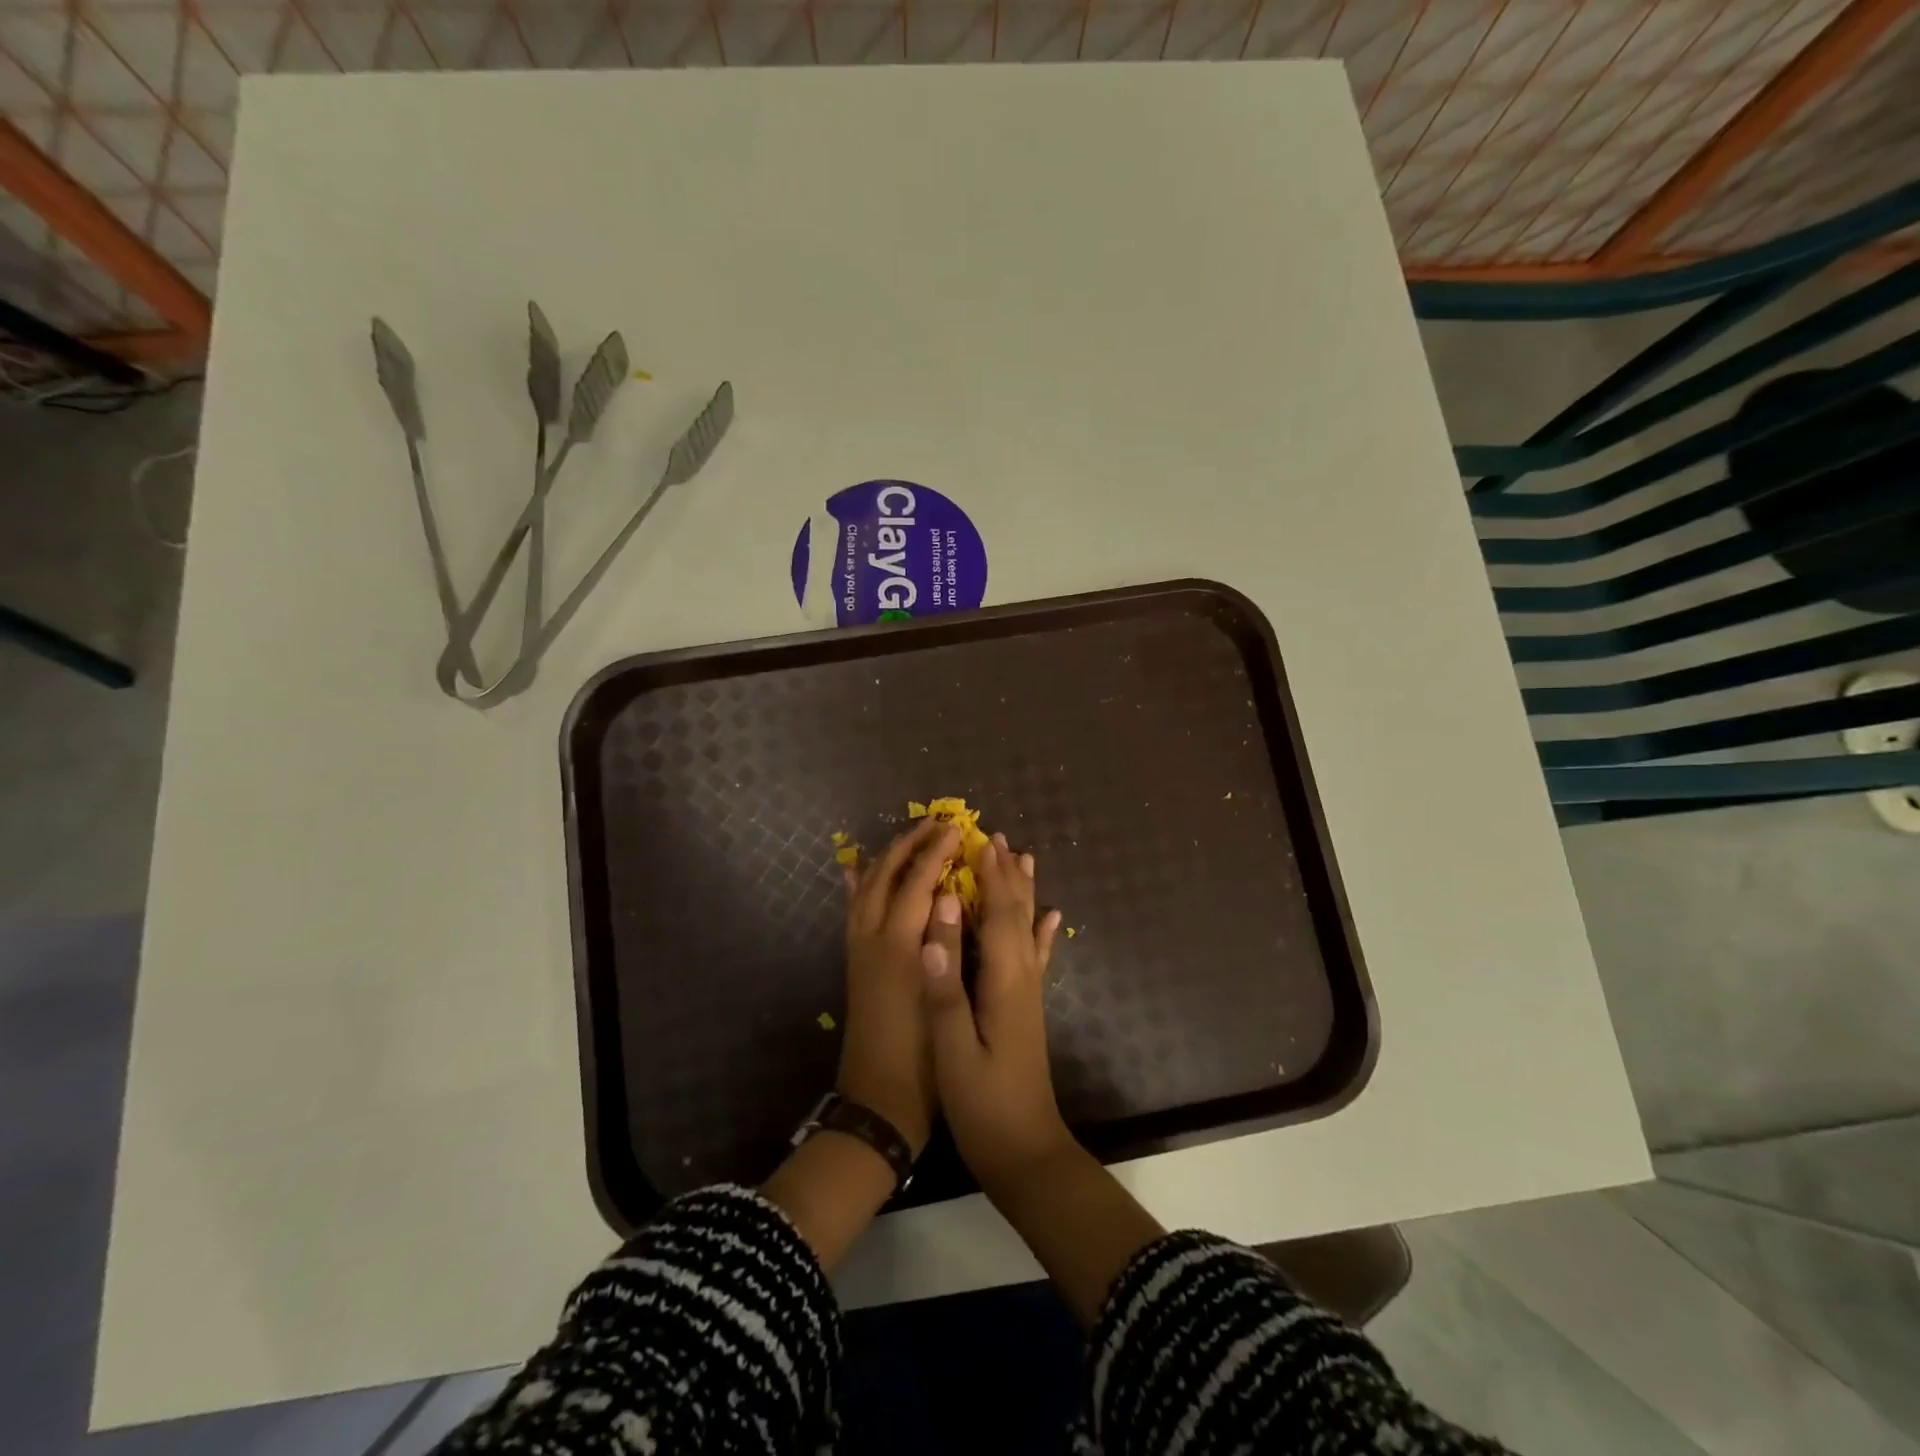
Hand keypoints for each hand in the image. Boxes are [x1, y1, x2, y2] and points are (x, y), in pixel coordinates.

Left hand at [838, 819, 959, 1156]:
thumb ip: (948, 944)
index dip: (937, 851)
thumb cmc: (925, 1057)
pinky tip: (852, 872)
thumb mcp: (945, 998)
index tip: (956, 828)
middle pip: (887, 875)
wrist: (878, 1103)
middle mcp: (874, 938)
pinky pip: (851, 910)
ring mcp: (859, 949)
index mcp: (900, 945)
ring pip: (865, 887)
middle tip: (935, 824)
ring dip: (886, 858)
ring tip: (908, 839)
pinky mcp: (854, 963)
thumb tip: (953, 897)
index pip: (919, 881)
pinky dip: (855, 885)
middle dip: (910, 844)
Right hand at [922, 831, 1068, 1193]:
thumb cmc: (984, 1105)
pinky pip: (1036, 957)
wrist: (1026, 1154)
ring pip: (1028, 929)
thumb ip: (946, 984)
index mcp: (1004, 982)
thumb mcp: (954, 1049)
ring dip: (1024, 893)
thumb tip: (941, 918)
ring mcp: (1028, 994)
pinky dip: (1042, 932)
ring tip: (1024, 860)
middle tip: (998, 837)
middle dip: (1006, 875)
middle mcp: (1022, 979)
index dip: (991, 877)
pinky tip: (1051, 918)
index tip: (981, 840)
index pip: (999, 916)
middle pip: (1017, 915)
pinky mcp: (1028, 1009)